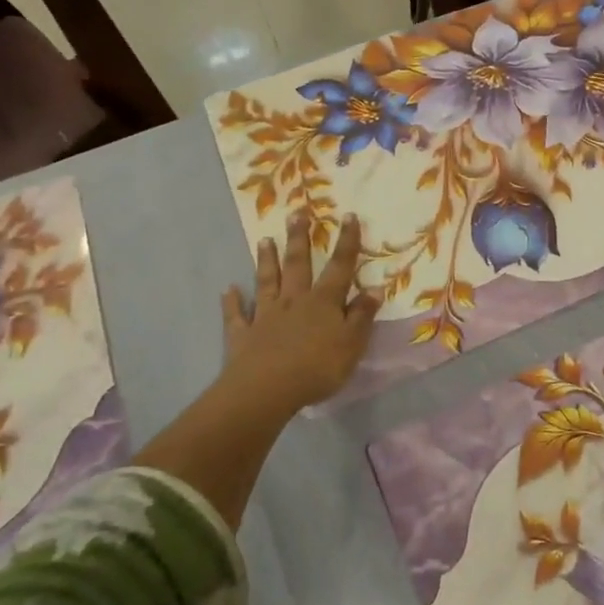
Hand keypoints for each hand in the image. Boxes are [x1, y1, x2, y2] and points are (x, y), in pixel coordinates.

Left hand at [220, 211, 380, 417]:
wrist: (266, 390)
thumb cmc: (317, 367)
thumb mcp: (351, 343)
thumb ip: (362, 315)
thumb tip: (375, 288)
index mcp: (323, 302)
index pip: (339, 267)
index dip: (346, 242)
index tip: (347, 215)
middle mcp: (293, 301)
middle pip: (298, 265)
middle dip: (299, 239)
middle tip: (297, 213)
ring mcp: (265, 316)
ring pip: (266, 282)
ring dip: (266, 261)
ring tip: (264, 240)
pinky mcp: (243, 336)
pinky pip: (236, 315)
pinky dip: (232, 302)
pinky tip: (228, 290)